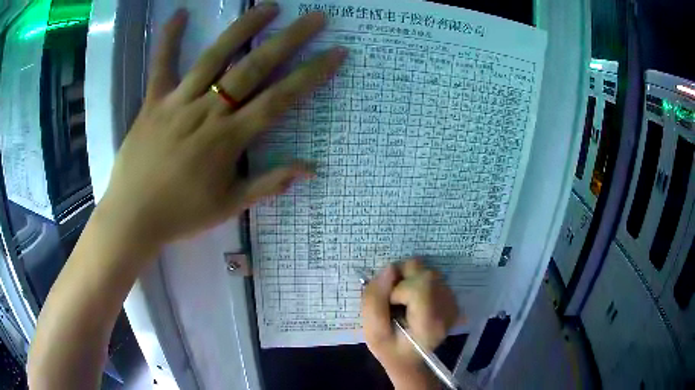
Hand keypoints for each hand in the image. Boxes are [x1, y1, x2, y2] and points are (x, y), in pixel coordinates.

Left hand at [98, 4, 345, 248]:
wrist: (133, 216)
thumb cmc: (182, 214)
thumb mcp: (230, 206)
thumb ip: (269, 183)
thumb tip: (312, 169)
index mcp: (229, 139)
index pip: (280, 99)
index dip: (311, 74)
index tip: (335, 53)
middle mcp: (207, 112)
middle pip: (254, 68)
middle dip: (288, 39)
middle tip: (314, 18)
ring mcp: (178, 102)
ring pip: (214, 57)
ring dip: (244, 28)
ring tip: (268, 6)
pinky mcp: (153, 101)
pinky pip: (161, 64)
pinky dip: (169, 38)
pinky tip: (179, 13)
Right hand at [362, 260, 459, 388]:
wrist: (410, 360)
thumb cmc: (390, 349)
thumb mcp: (373, 333)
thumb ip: (375, 301)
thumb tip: (389, 268)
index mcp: (431, 322)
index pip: (420, 285)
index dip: (398, 289)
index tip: (391, 306)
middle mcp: (449, 308)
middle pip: (426, 273)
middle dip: (403, 279)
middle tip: (393, 300)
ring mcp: (453, 302)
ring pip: (428, 270)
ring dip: (409, 280)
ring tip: (402, 301)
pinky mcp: (451, 298)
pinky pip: (432, 276)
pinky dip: (417, 282)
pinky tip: (413, 300)